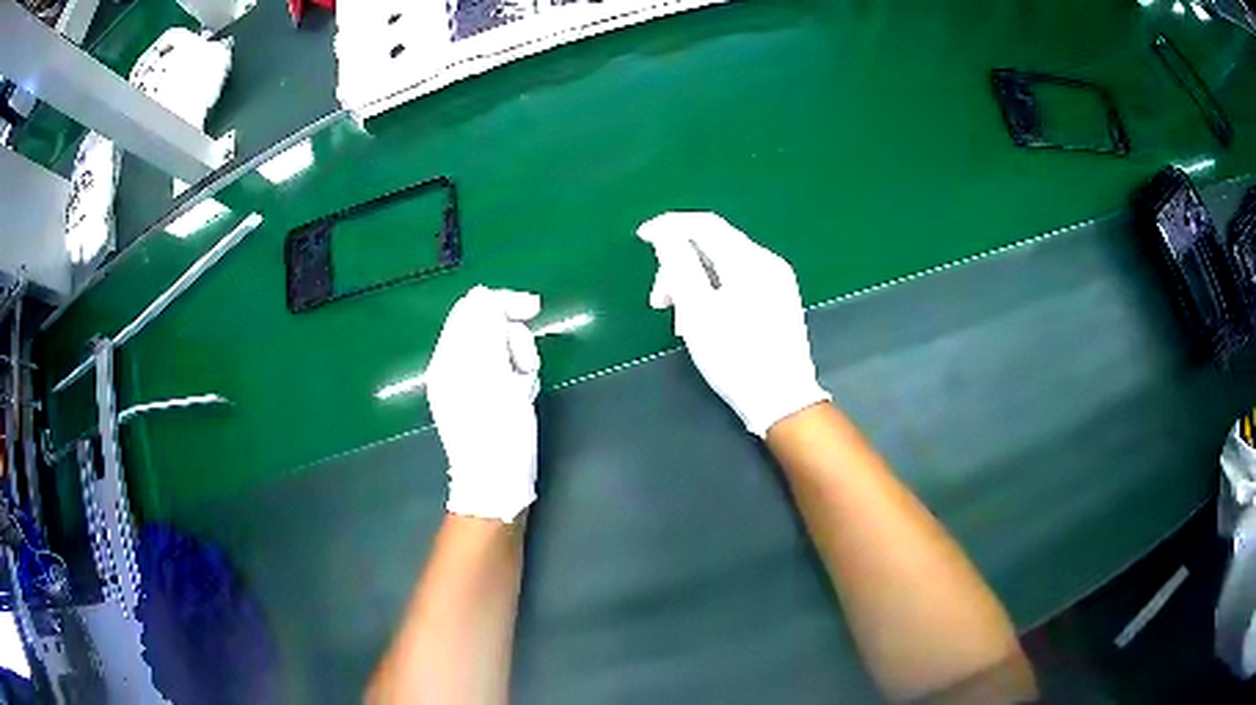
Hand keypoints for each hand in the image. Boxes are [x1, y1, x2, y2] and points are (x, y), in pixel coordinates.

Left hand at [426, 286, 541, 522]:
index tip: (535, 309)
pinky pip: (503, 370)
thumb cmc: (497, 432)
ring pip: (501, 348)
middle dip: (514, 338)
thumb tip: (483, 295)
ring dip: (519, 359)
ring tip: (524, 386)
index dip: (503, 303)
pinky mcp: (483, 399)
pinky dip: (517, 377)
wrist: (497, 485)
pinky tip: (522, 397)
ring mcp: (467, 384)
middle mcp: (453, 366)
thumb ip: (484, 330)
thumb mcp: (492, 375)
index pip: (472, 308)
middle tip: (526, 366)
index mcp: (448, 358)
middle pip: (488, 326)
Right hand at [638, 212, 829, 436]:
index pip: (705, 224)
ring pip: (724, 264)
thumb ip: (678, 265)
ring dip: (694, 281)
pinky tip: (703, 318)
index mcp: (750, 261)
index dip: (670, 225)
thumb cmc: (735, 358)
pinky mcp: (779, 299)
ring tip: (679, 318)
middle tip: (658, 301)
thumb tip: (665, 233)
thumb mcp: (697, 311)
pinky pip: (738, 280)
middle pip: (714, 244)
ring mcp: (777, 281)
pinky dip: (713, 290)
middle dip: (679, 264)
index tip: (641, 237)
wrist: (782, 400)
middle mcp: (768, 262)